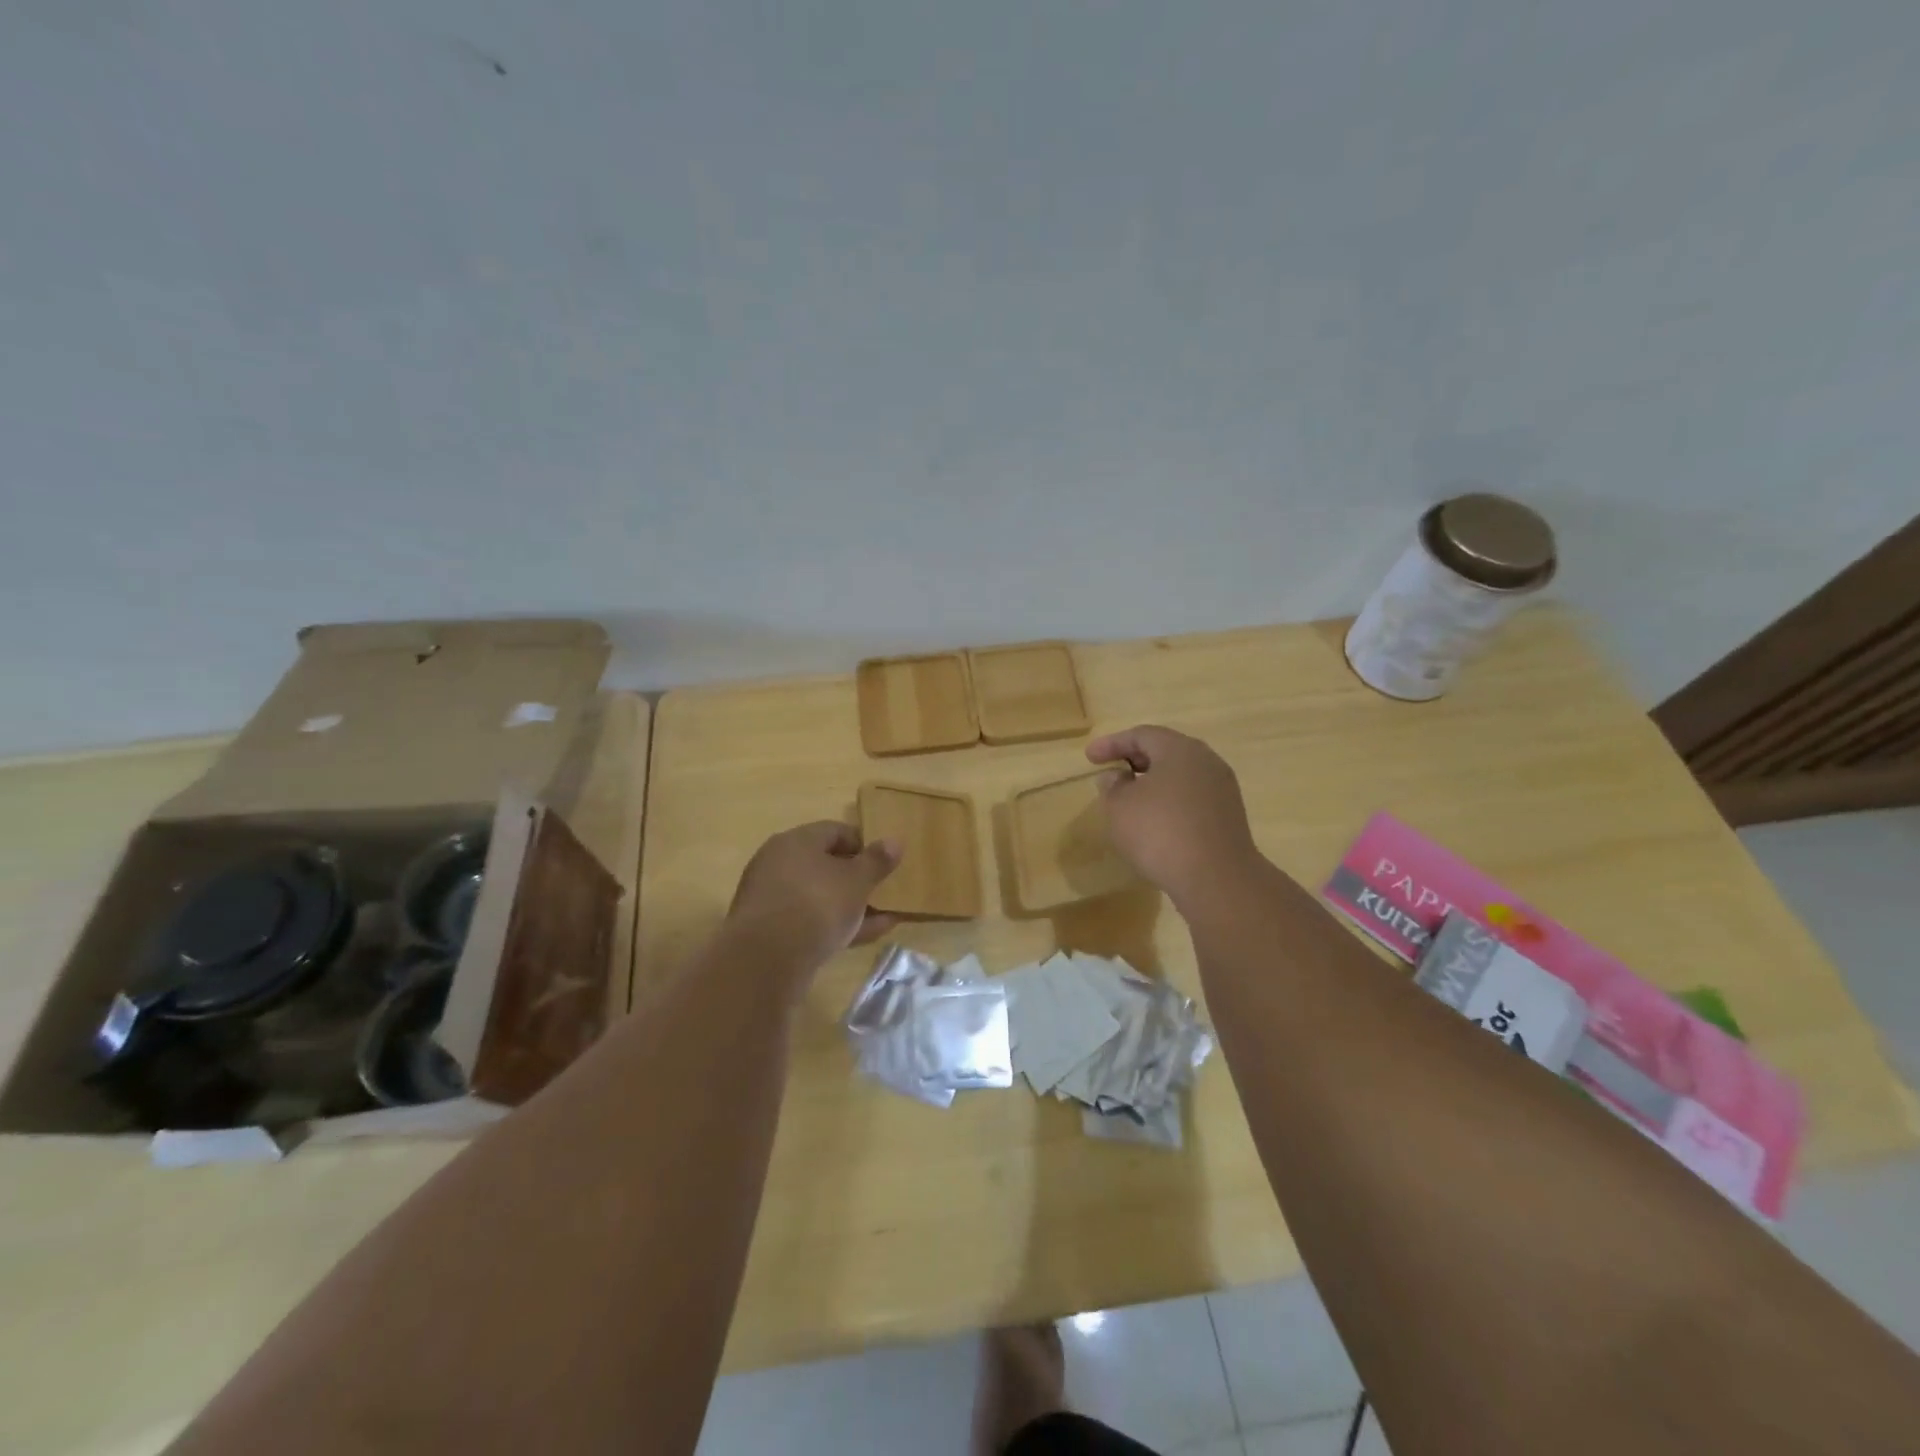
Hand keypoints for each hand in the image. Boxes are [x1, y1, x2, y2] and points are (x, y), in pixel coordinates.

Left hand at [724, 821, 901, 979]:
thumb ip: (877, 861)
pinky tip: (866, 936)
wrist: (766, 961)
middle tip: (884, 890)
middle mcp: (778, 863)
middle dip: (857, 878)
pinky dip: (835, 925)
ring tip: (885, 917)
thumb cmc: (817, 905)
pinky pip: (810, 920)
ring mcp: (772, 898)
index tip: (886, 861)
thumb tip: (894, 841)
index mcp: (796, 841)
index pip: (835, 831)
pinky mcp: (770, 931)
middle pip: (825, 864)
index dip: (864, 843)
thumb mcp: (857, 881)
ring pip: (820, 895)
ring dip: (851, 904)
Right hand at [1087, 725, 1259, 905]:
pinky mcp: (1228, 816)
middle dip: (1134, 759)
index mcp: (1179, 749)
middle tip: (1111, 771)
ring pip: (1180, 775)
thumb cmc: (1160, 832)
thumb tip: (1117, 776)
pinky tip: (1155, 820)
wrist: (1217, 879)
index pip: (1141, 735)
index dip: (1112, 744)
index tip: (1089, 757)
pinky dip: (1169, 800)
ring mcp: (1222, 789)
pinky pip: (1192, 797)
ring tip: (1130, 797)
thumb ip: (1113, 786)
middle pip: (1165, 751)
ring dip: (1153, 782)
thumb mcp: (1120, 807)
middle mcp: (1206, 761)